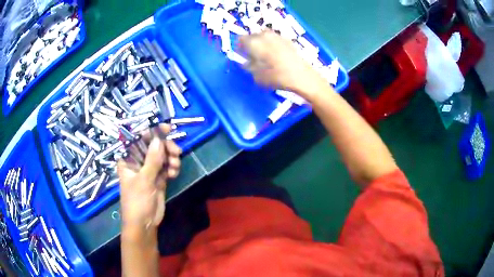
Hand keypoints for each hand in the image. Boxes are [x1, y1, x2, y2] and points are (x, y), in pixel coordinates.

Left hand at [117, 124, 181, 231]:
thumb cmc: (137, 201)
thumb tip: (159, 139)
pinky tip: (174, 174)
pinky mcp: (158, 178)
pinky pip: (167, 166)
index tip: (167, 128)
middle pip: (153, 146)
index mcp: (128, 159)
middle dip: (165, 147)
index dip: (152, 132)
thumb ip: (152, 160)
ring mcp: (149, 170)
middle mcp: (138, 161)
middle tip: (176, 152)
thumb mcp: (144, 180)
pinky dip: (172, 167)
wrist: (144, 224)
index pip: (139, 139)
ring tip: (175, 167)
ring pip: (162, 155)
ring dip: (171, 158)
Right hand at [239, 31, 328, 98]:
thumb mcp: (256, 75)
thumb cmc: (276, 77)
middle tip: (253, 57)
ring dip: (261, 44)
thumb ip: (248, 66)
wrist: (302, 76)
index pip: (240, 39)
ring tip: (265, 57)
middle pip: (252, 36)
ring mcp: (276, 35)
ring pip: (263, 37)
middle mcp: (264, 35)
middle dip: (250, 45)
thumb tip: (245, 61)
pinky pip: (273, 40)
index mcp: (254, 42)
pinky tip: (276, 56)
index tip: (242, 56)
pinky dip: (271, 45)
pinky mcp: (286, 39)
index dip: (240, 47)